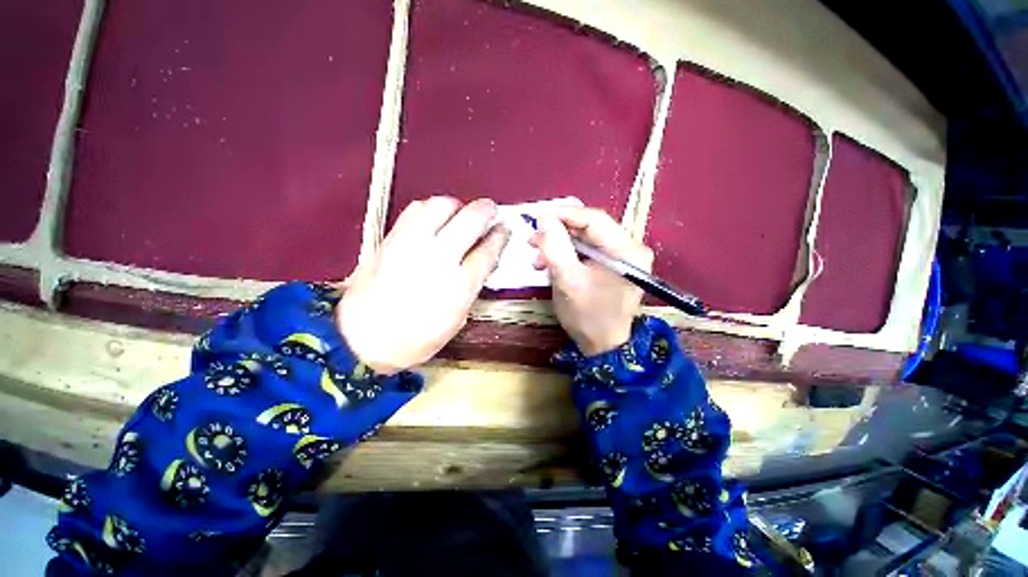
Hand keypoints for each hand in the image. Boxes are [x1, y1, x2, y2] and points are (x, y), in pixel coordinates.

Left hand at [338, 197, 508, 374]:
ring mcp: (412, 245)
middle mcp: (438, 258)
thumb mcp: (456, 320)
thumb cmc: (415, 338)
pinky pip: (415, 210)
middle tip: (491, 211)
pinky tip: (434, 218)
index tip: (505, 229)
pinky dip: (430, 208)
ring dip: (458, 206)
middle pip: (470, 219)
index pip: (487, 250)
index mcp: (458, 286)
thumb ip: (472, 286)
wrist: (361, 339)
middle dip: (486, 210)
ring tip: (461, 214)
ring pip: (441, 206)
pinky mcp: (391, 239)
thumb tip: (482, 261)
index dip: (500, 236)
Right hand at [530, 207, 652, 355]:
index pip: (594, 219)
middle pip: (589, 228)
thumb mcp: (567, 280)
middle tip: (533, 238)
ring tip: (536, 255)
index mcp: (627, 251)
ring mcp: (621, 258)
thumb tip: (544, 218)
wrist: (602, 346)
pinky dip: (566, 255)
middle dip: (558, 232)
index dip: (564, 214)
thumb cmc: (587, 316)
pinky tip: (548, 263)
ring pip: (585, 239)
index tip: (537, 218)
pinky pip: (586, 252)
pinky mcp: (612, 267)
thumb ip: (555, 246)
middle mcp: (629, 249)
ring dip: (559, 245)